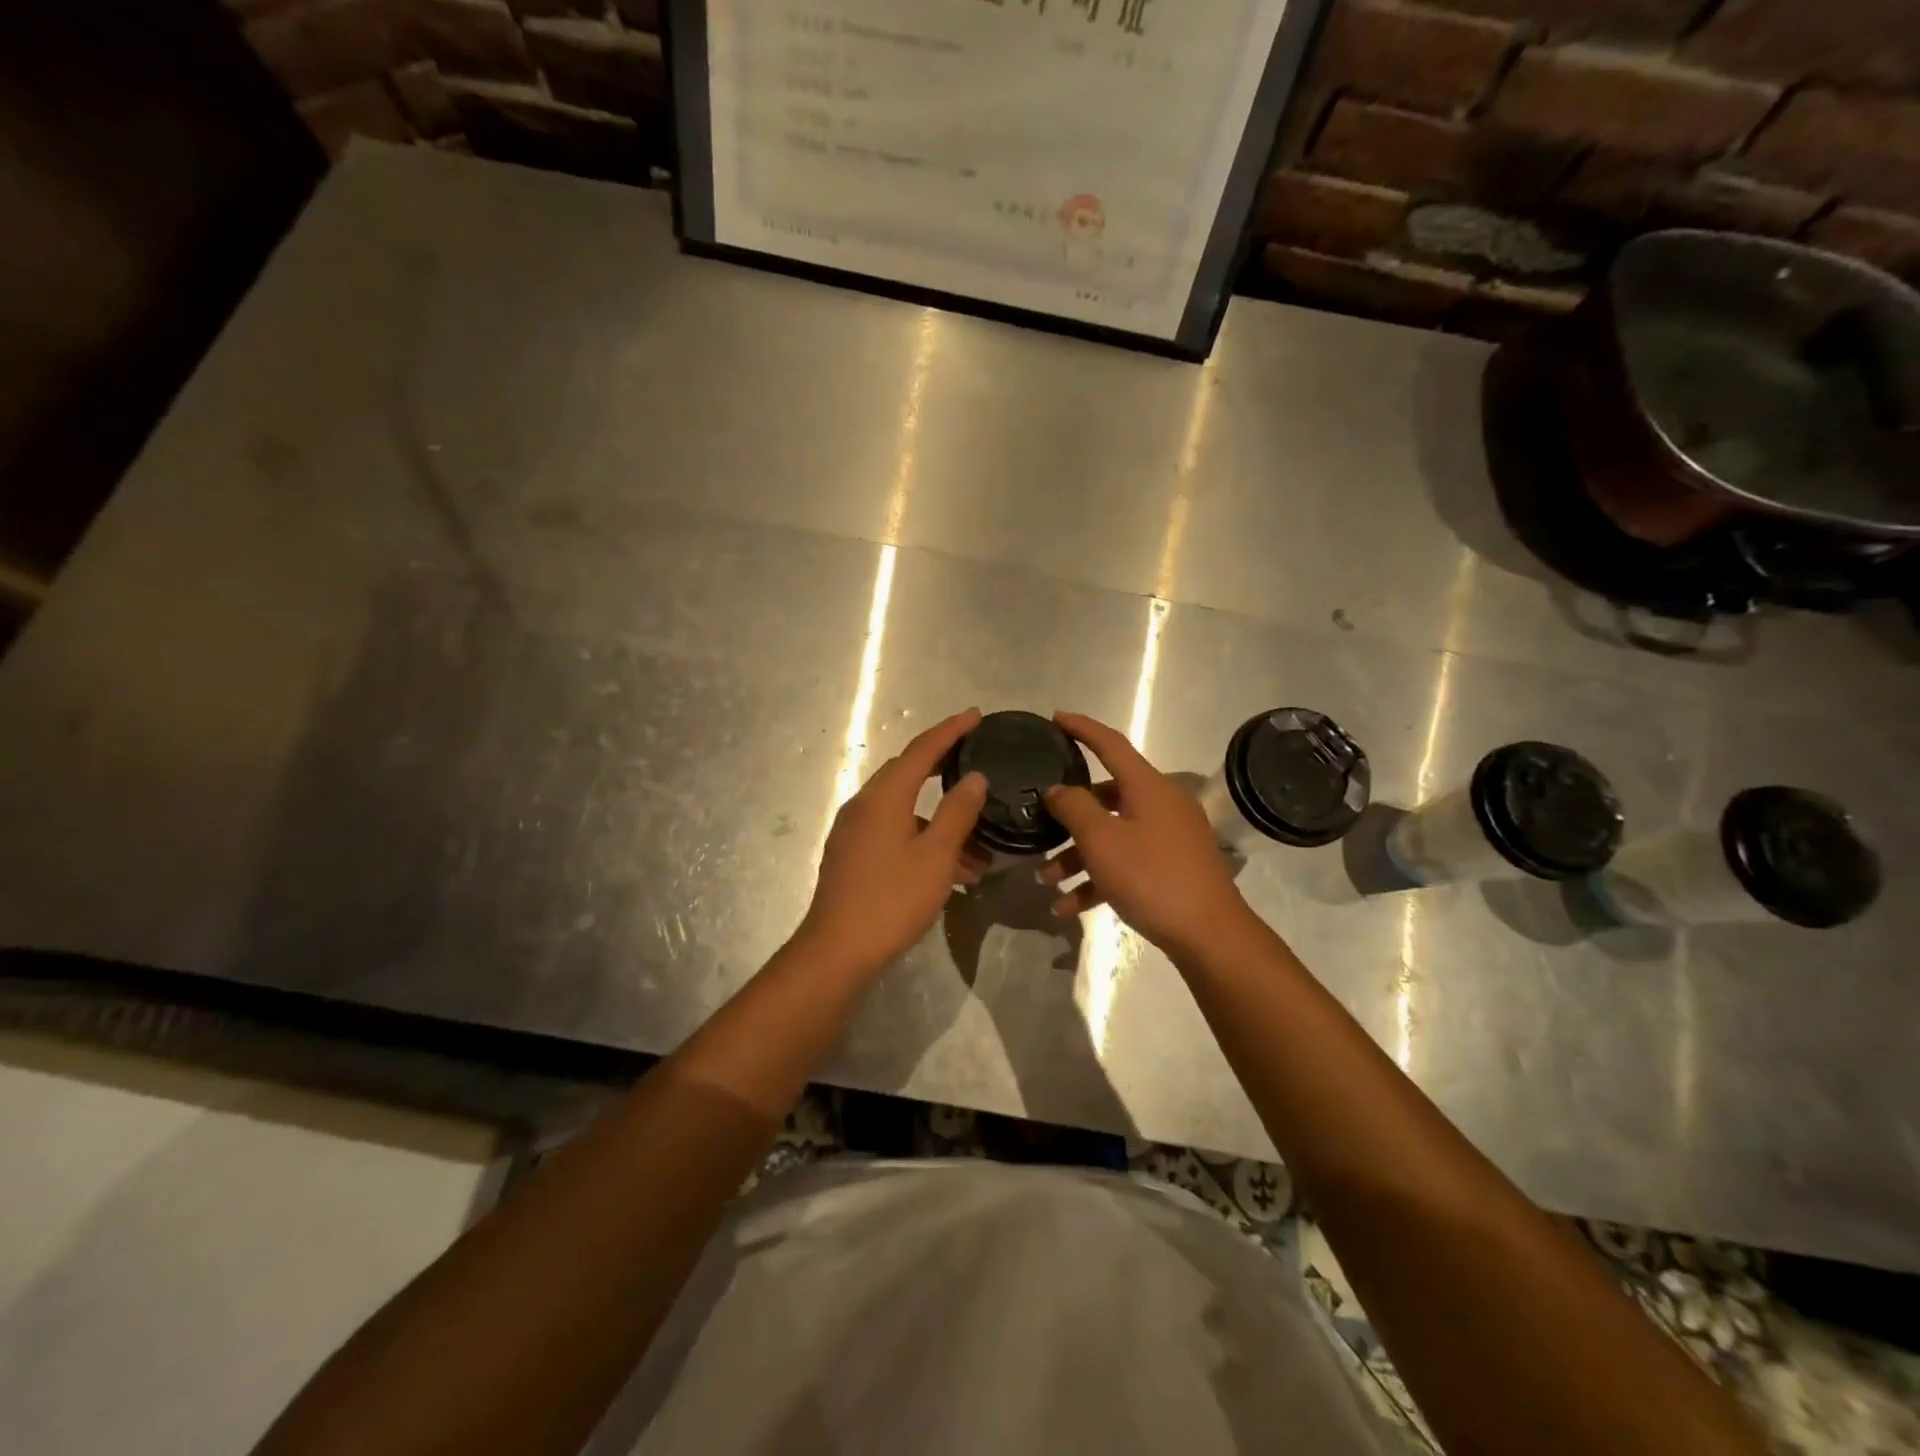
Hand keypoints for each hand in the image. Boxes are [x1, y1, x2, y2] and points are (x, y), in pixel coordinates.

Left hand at [797, 708, 991, 977]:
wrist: (837, 950)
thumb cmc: (892, 899)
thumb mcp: (936, 855)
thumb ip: (957, 812)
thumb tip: (974, 777)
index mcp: (884, 796)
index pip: (921, 750)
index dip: (950, 730)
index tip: (976, 716)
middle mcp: (864, 804)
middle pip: (907, 773)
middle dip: (943, 767)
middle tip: (975, 761)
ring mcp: (853, 830)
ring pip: (903, 809)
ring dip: (938, 818)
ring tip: (978, 843)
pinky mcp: (851, 854)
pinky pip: (892, 831)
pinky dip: (922, 837)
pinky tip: (949, 867)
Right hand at [1038, 711, 1253, 958]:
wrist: (1209, 935)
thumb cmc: (1151, 877)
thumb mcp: (1101, 840)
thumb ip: (1073, 807)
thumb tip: (1058, 790)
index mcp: (1148, 786)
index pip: (1110, 744)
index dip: (1082, 729)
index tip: (1055, 718)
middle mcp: (1161, 804)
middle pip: (1106, 797)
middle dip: (1069, 816)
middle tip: (1040, 822)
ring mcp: (1169, 837)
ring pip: (1113, 835)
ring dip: (1077, 856)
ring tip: (1047, 880)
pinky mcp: (1172, 867)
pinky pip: (1127, 863)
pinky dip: (1099, 879)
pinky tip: (1068, 907)